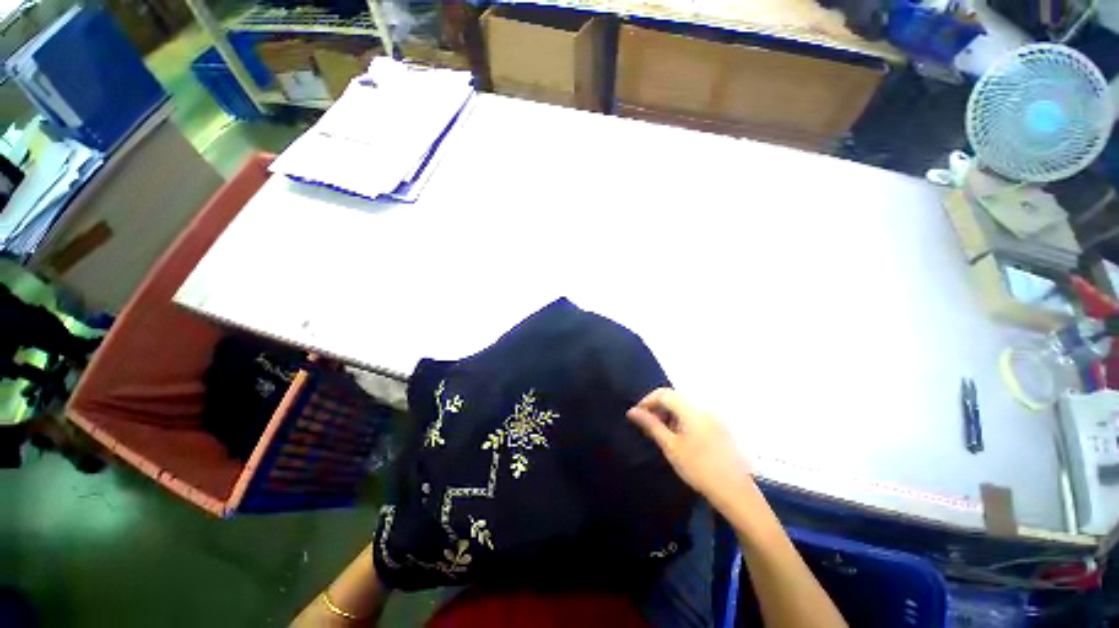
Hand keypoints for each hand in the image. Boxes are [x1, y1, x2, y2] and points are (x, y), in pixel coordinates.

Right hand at [627, 388, 752, 508]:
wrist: (735, 491)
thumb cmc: (698, 468)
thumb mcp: (670, 446)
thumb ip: (651, 425)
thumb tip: (632, 411)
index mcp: (691, 409)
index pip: (663, 393)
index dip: (647, 401)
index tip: (637, 416)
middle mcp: (703, 407)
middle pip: (674, 397)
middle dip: (657, 407)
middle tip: (647, 425)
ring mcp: (713, 416)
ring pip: (684, 405)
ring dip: (669, 413)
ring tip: (662, 432)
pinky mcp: (719, 426)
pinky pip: (695, 414)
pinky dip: (682, 419)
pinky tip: (679, 437)